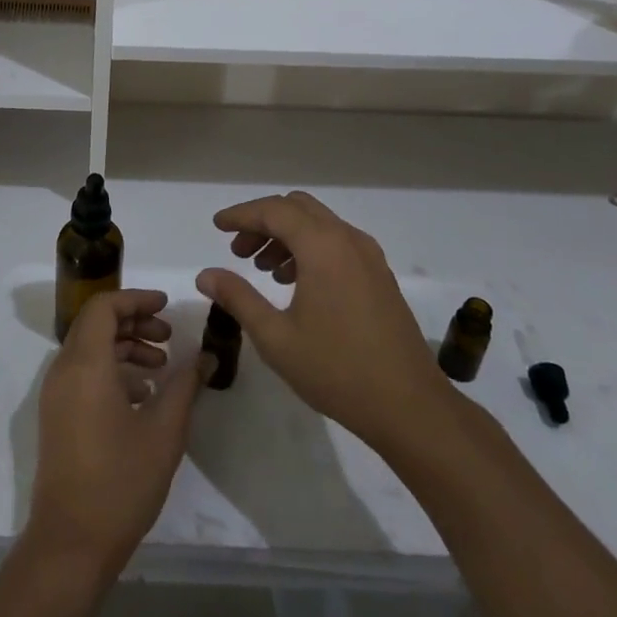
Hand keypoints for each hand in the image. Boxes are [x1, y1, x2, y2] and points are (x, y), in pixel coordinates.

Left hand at [26, 289, 207, 576]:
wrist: (71, 543)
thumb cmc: (121, 482)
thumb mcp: (164, 431)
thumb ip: (185, 385)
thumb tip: (206, 355)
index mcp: (86, 364)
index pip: (104, 307)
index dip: (136, 299)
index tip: (166, 305)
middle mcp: (64, 369)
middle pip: (96, 323)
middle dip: (134, 321)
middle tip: (169, 336)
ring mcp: (56, 393)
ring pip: (90, 348)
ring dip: (124, 347)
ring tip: (161, 367)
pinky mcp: (57, 414)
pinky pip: (83, 372)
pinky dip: (111, 369)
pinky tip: (142, 396)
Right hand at [197, 192, 449, 449]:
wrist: (411, 408)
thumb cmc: (337, 371)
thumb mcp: (276, 337)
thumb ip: (238, 298)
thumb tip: (205, 274)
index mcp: (322, 246)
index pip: (274, 211)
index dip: (241, 214)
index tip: (217, 226)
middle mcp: (348, 239)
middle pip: (297, 208)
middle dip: (263, 222)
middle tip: (238, 251)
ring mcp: (369, 256)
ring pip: (318, 224)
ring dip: (286, 234)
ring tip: (262, 269)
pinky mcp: (379, 276)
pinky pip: (336, 242)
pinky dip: (309, 248)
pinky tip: (295, 283)